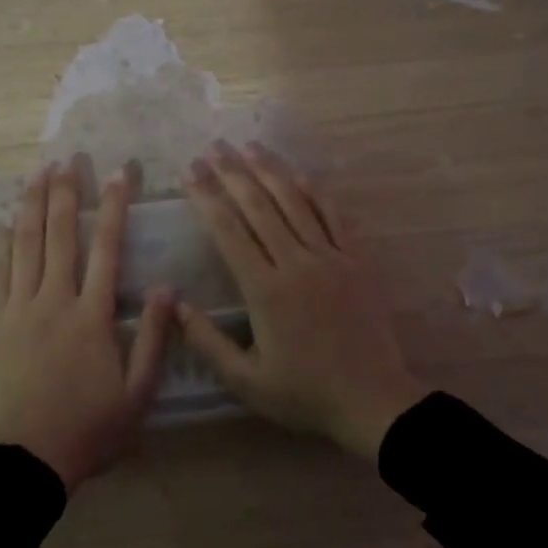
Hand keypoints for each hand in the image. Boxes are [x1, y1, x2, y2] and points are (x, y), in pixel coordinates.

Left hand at [0, 161, 175, 492]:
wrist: (26, 459)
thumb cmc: (89, 429)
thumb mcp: (137, 394)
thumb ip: (152, 339)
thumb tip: (165, 289)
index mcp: (92, 316)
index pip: (106, 248)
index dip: (114, 206)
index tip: (120, 173)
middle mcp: (54, 301)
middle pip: (61, 235)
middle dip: (66, 192)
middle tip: (69, 159)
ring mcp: (18, 309)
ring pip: (26, 245)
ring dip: (33, 206)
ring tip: (38, 173)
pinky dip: (1, 243)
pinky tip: (3, 221)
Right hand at [177, 141, 425, 460]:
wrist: (374, 401)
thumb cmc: (305, 393)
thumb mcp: (246, 380)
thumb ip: (207, 342)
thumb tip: (174, 304)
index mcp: (265, 290)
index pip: (228, 232)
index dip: (206, 198)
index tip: (190, 171)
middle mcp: (295, 263)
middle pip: (259, 207)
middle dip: (232, 173)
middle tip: (213, 147)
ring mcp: (330, 258)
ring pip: (295, 203)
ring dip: (270, 171)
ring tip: (248, 145)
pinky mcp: (357, 261)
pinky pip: (335, 216)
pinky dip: (316, 191)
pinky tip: (300, 173)